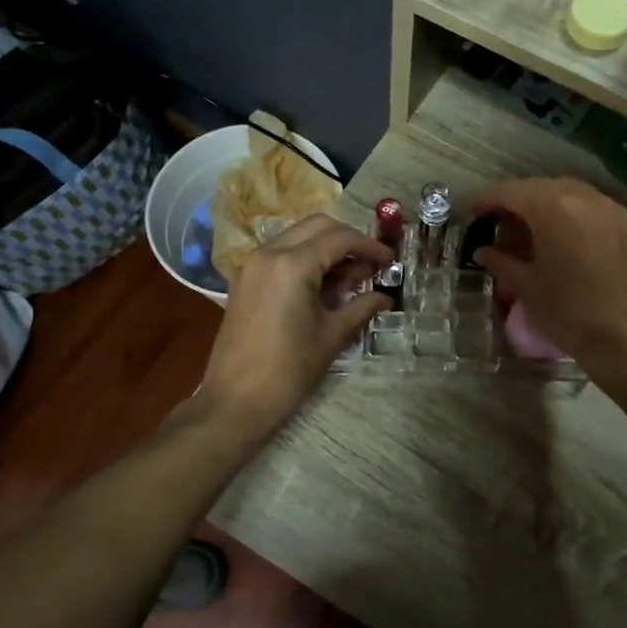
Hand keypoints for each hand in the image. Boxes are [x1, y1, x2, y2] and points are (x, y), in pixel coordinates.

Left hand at [198, 214, 390, 436]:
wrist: (235, 401)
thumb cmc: (289, 370)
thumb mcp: (332, 336)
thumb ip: (362, 307)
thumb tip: (386, 297)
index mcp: (292, 264)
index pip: (340, 238)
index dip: (370, 247)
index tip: (391, 262)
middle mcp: (269, 253)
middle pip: (318, 226)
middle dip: (348, 240)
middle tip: (371, 266)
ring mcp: (252, 264)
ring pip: (298, 236)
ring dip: (327, 248)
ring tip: (352, 279)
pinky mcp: (245, 279)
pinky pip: (281, 253)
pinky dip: (306, 258)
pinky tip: (324, 286)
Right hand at [465, 178, 626, 382]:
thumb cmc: (569, 313)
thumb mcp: (526, 287)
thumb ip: (501, 262)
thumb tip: (483, 251)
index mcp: (553, 208)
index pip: (511, 192)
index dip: (486, 199)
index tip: (471, 212)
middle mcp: (583, 197)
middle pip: (539, 187)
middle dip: (515, 199)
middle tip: (496, 220)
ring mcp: (609, 209)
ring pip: (567, 192)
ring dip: (543, 203)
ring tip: (527, 226)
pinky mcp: (626, 225)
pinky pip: (589, 206)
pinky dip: (568, 212)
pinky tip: (559, 235)